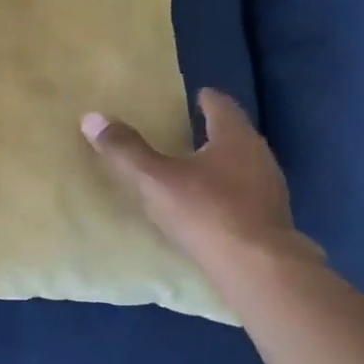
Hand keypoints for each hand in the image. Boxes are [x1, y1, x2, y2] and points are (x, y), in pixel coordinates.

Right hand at [82, 88, 321, 279]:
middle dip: (214, 132)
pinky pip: (246, 196)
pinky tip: (211, 207)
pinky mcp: (271, 220)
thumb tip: (92, 117)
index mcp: (234, 138)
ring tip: (196, 170)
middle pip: (235, 135)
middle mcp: (259, 156)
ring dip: (222, 165)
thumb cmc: (206, 212)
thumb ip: (125, 150)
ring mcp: (270, 189)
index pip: (222, 106)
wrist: (257, 268)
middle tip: (188, 131)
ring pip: (244, 166)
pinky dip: (228, 193)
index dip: (207, 99)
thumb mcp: (154, 179)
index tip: (197, 96)